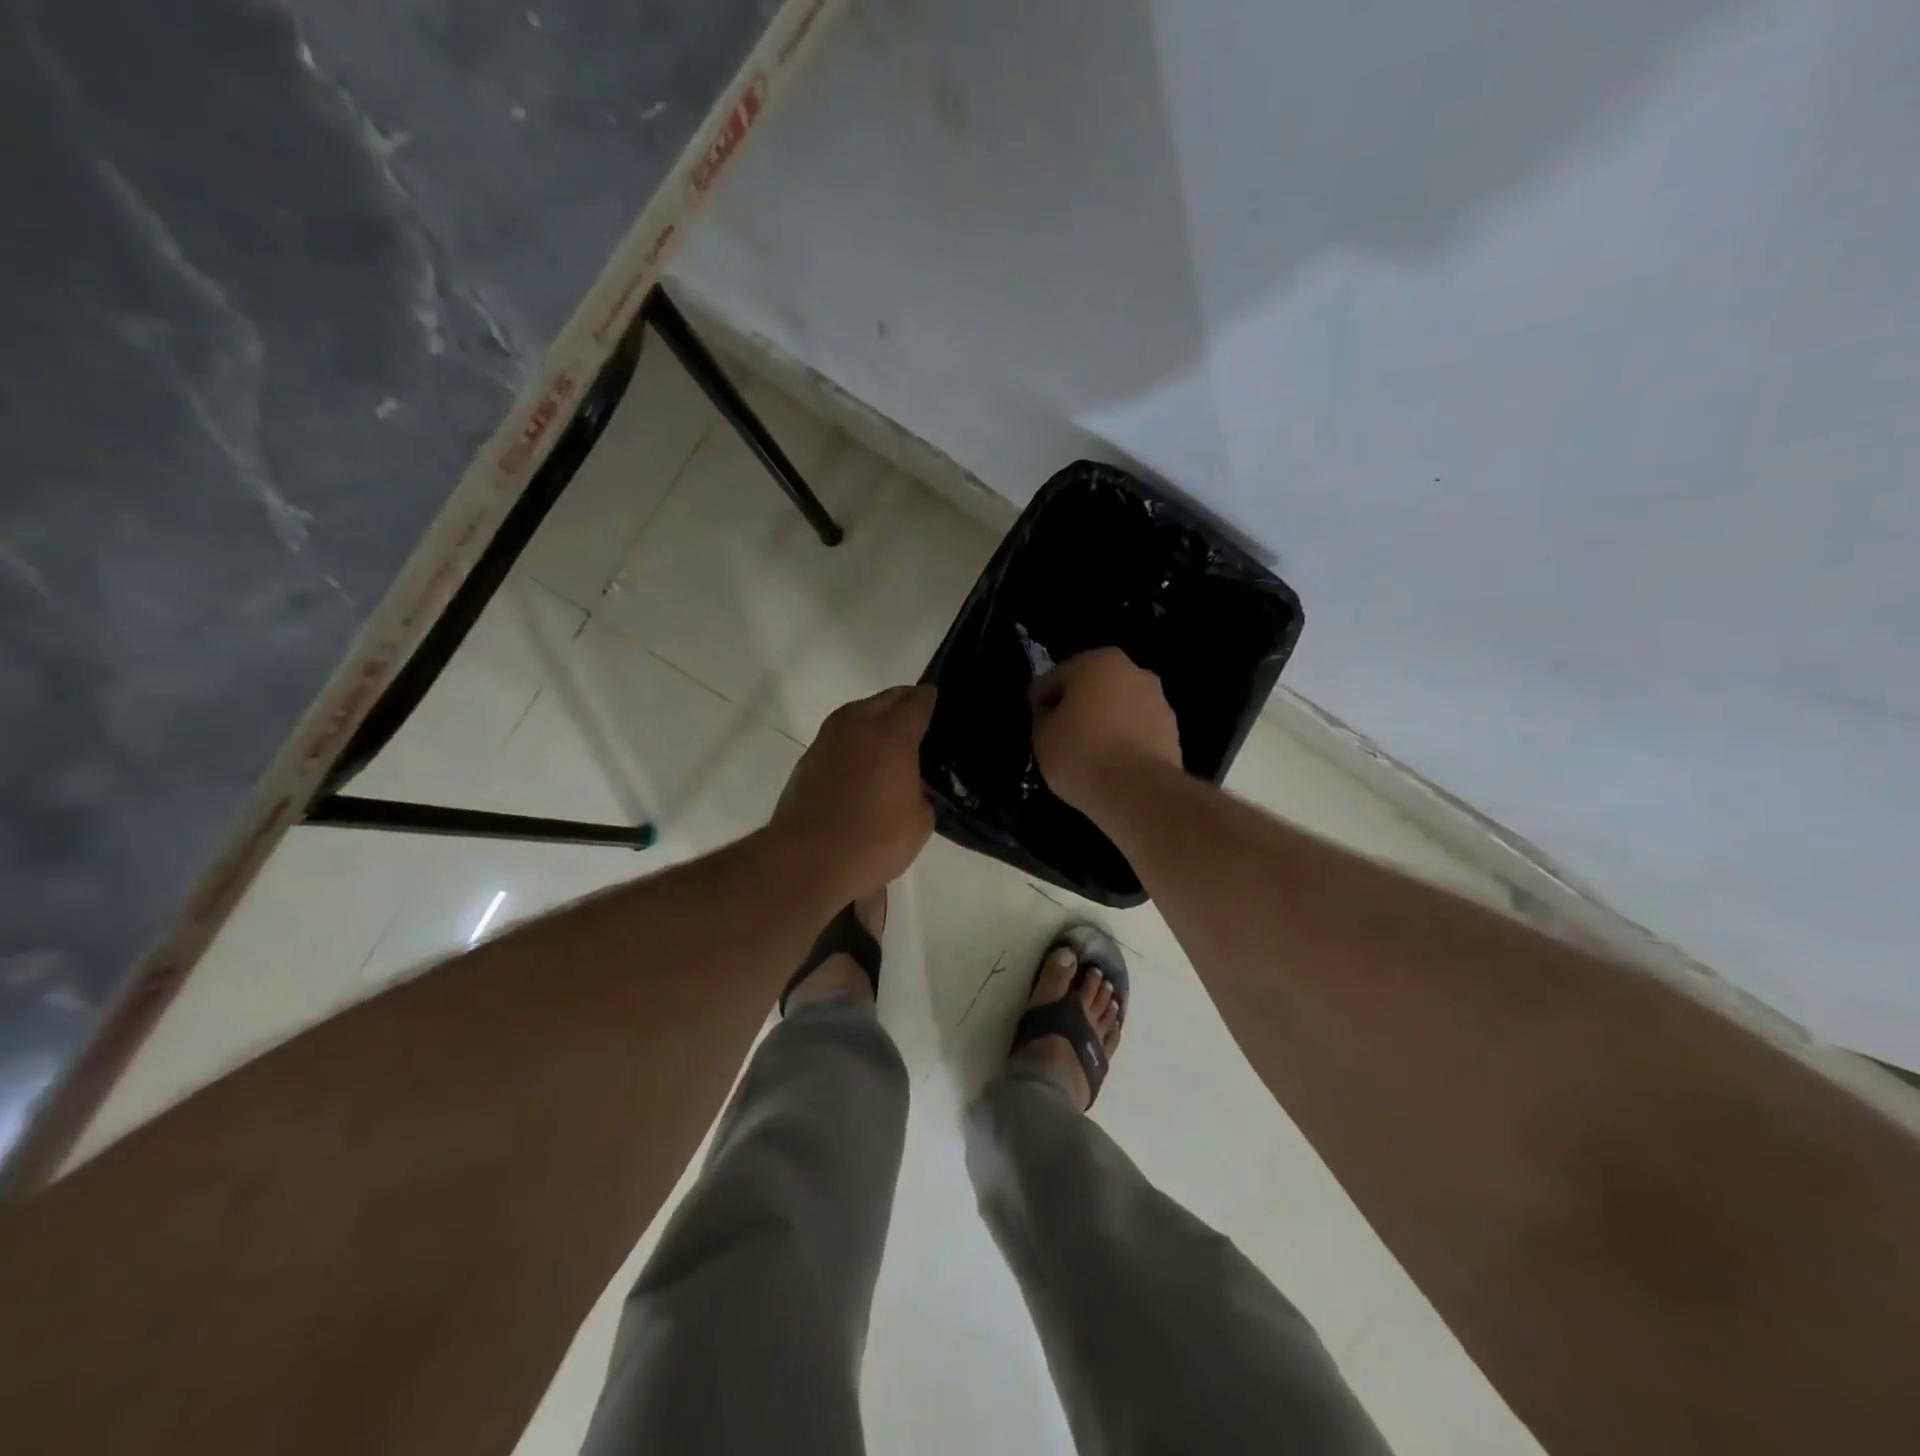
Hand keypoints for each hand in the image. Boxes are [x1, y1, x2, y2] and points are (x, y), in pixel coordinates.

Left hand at [769, 685, 936, 896]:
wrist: (806, 862)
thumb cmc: (873, 840)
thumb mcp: (920, 821)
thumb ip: (921, 791)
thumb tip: (910, 784)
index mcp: (893, 734)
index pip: (918, 702)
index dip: (931, 700)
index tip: (940, 703)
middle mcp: (859, 725)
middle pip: (886, 699)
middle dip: (904, 703)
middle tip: (919, 721)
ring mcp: (828, 739)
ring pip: (858, 712)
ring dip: (875, 718)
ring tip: (890, 740)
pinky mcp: (807, 759)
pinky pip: (840, 736)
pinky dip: (854, 741)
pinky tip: (862, 763)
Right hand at [1030, 648, 1182, 814]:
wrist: (1138, 791)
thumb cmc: (1081, 754)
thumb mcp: (1042, 735)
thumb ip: (1043, 716)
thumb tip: (1052, 713)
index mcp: (1098, 661)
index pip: (1057, 677)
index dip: (1041, 700)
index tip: (1034, 721)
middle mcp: (1133, 671)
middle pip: (1093, 688)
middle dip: (1077, 706)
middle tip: (1059, 735)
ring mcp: (1158, 700)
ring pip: (1118, 708)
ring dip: (1103, 722)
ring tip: (1087, 753)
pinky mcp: (1172, 730)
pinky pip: (1137, 730)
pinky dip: (1123, 740)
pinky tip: (1111, 763)